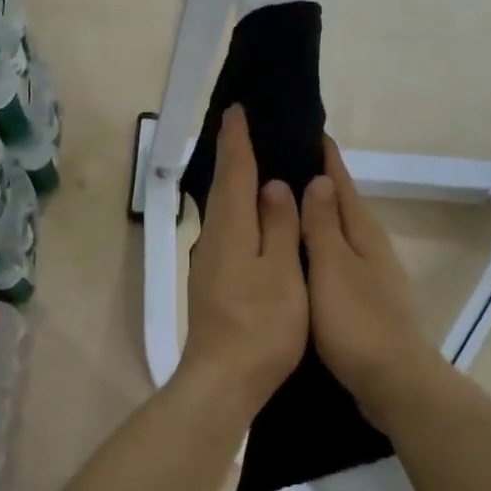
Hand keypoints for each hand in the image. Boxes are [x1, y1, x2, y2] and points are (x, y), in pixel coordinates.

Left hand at [178, 106, 308, 413]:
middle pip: (223, 189)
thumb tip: (274, 186)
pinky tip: (253, 218)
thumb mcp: (281, 273)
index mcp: (230, 231)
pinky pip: (227, 232)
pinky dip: (239, 213)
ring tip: (255, 165)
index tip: (237, 110)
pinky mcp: (213, 284)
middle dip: (233, 157)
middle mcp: (213, 240)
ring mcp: (209, 264)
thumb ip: (279, 227)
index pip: (233, 173)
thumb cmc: (260, 327)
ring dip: (235, 185)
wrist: (223, 380)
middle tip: (247, 130)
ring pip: (224, 212)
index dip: (238, 140)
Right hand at [301, 138, 439, 415]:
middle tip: (286, 162)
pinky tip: (303, 255)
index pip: (341, 184)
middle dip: (321, 183)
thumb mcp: (333, 267)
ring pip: (340, 233)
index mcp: (363, 234)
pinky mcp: (364, 300)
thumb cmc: (356, 321)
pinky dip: (320, 246)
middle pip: (344, 205)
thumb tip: (320, 180)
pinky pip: (337, 259)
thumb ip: (323, 225)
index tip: (310, 130)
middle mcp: (370, 248)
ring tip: (288, 203)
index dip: (327, 159)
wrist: (392, 380)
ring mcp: (370, 275)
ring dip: (319, 215)